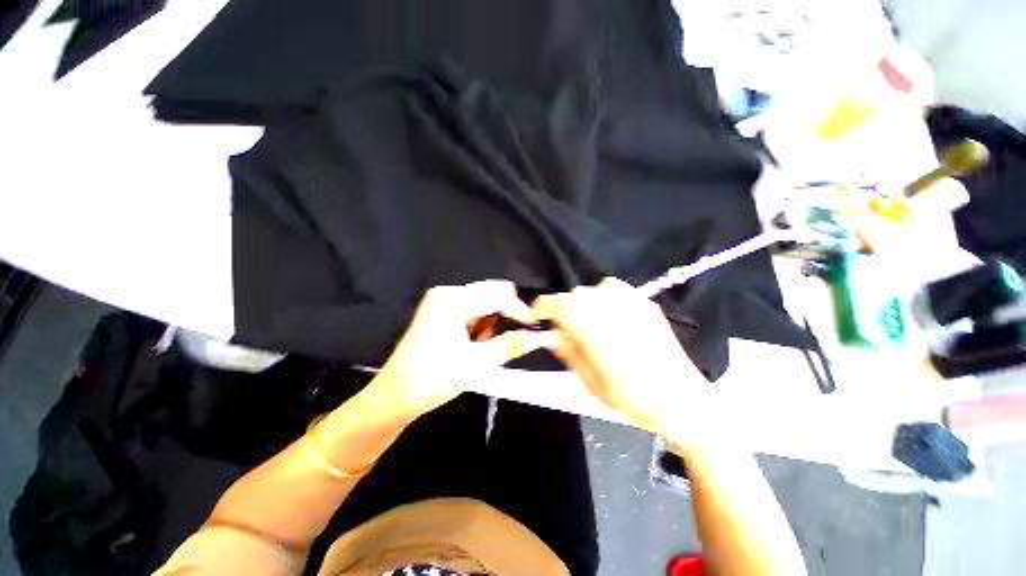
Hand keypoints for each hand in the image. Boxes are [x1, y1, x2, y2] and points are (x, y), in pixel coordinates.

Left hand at [374, 280, 545, 416]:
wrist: (397, 394)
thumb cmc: (436, 377)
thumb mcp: (479, 361)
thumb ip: (511, 345)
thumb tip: (538, 337)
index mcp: (454, 300)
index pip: (498, 296)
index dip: (520, 311)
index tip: (536, 326)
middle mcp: (448, 293)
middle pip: (491, 293)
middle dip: (506, 313)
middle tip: (513, 336)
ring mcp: (442, 300)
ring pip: (482, 300)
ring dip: (492, 320)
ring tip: (485, 345)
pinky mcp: (440, 310)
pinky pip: (471, 308)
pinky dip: (480, 322)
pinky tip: (475, 341)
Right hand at [533, 278, 705, 429]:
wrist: (684, 401)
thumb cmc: (636, 401)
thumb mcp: (593, 385)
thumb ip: (570, 353)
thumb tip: (551, 332)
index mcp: (603, 339)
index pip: (564, 307)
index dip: (545, 307)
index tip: (537, 316)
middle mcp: (618, 315)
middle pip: (577, 296)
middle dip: (563, 308)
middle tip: (563, 329)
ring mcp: (636, 306)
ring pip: (593, 289)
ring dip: (582, 302)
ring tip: (586, 322)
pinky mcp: (646, 304)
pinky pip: (613, 287)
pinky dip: (601, 296)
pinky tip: (606, 314)